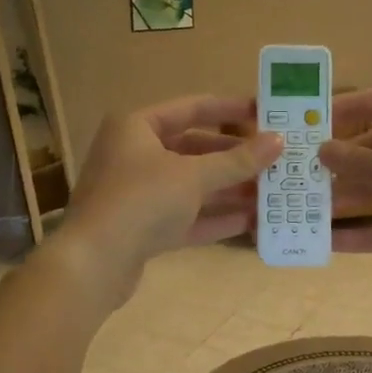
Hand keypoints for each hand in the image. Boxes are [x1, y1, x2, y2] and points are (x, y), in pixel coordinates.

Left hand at [57, 96, 281, 303]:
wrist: (93, 264)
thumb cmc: (141, 201)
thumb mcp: (193, 176)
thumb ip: (237, 160)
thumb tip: (278, 141)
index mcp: (137, 127)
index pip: (192, 108)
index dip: (231, 109)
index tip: (268, 114)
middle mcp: (135, 154)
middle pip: (194, 149)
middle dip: (235, 158)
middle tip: (276, 161)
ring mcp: (137, 193)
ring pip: (192, 186)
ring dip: (230, 190)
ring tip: (272, 193)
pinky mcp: (142, 229)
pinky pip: (186, 216)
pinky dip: (215, 217)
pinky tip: (252, 221)